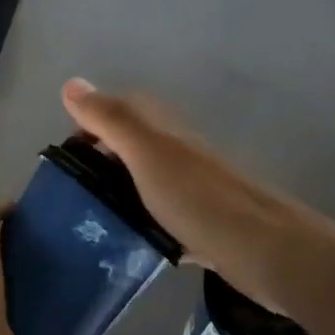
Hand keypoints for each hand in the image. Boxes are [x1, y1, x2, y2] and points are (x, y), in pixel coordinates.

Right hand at [60, 78, 334, 323]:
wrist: (268, 252)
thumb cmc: (200, 198)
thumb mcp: (147, 153)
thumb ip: (111, 119)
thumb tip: (70, 83)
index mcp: (164, 130)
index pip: (120, 110)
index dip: (90, 123)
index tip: (65, 155)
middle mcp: (179, 153)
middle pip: (131, 146)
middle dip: (100, 161)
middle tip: (70, 192)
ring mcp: (193, 190)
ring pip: (146, 182)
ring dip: (120, 194)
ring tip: (88, 220)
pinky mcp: (204, 225)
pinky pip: (163, 218)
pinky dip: (144, 225)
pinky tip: (130, 246)